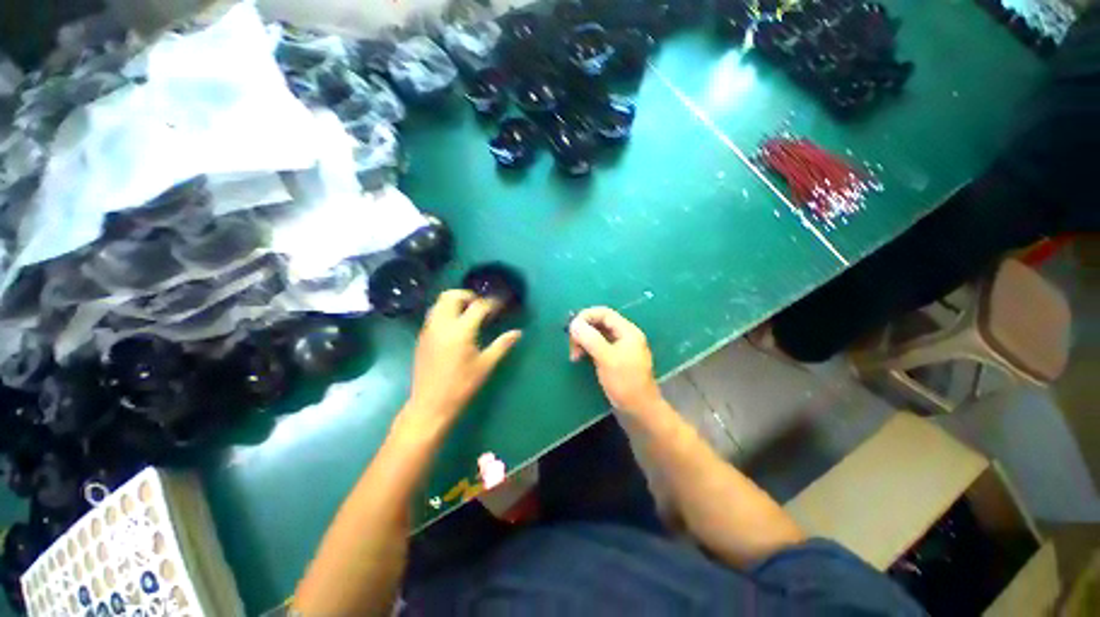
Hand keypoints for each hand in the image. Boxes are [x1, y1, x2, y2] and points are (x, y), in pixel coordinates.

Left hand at [405, 290, 521, 427]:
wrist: (430, 404)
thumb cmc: (461, 386)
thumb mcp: (486, 365)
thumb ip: (502, 345)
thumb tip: (518, 332)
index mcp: (460, 331)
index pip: (478, 306)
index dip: (492, 303)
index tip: (502, 304)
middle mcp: (442, 324)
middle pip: (452, 296)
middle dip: (468, 295)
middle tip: (482, 306)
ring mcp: (429, 329)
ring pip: (440, 302)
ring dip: (455, 301)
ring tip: (469, 313)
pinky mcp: (422, 337)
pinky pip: (434, 314)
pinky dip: (446, 311)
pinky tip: (456, 326)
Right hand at [569, 307, 663, 415]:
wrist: (640, 411)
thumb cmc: (625, 383)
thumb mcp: (606, 358)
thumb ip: (590, 338)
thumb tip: (574, 323)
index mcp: (627, 331)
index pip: (604, 313)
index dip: (586, 316)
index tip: (571, 329)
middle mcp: (625, 336)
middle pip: (600, 323)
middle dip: (583, 331)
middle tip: (573, 348)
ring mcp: (620, 348)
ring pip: (598, 335)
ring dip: (584, 341)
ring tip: (575, 356)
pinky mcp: (615, 360)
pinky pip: (599, 347)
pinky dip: (588, 349)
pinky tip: (581, 359)